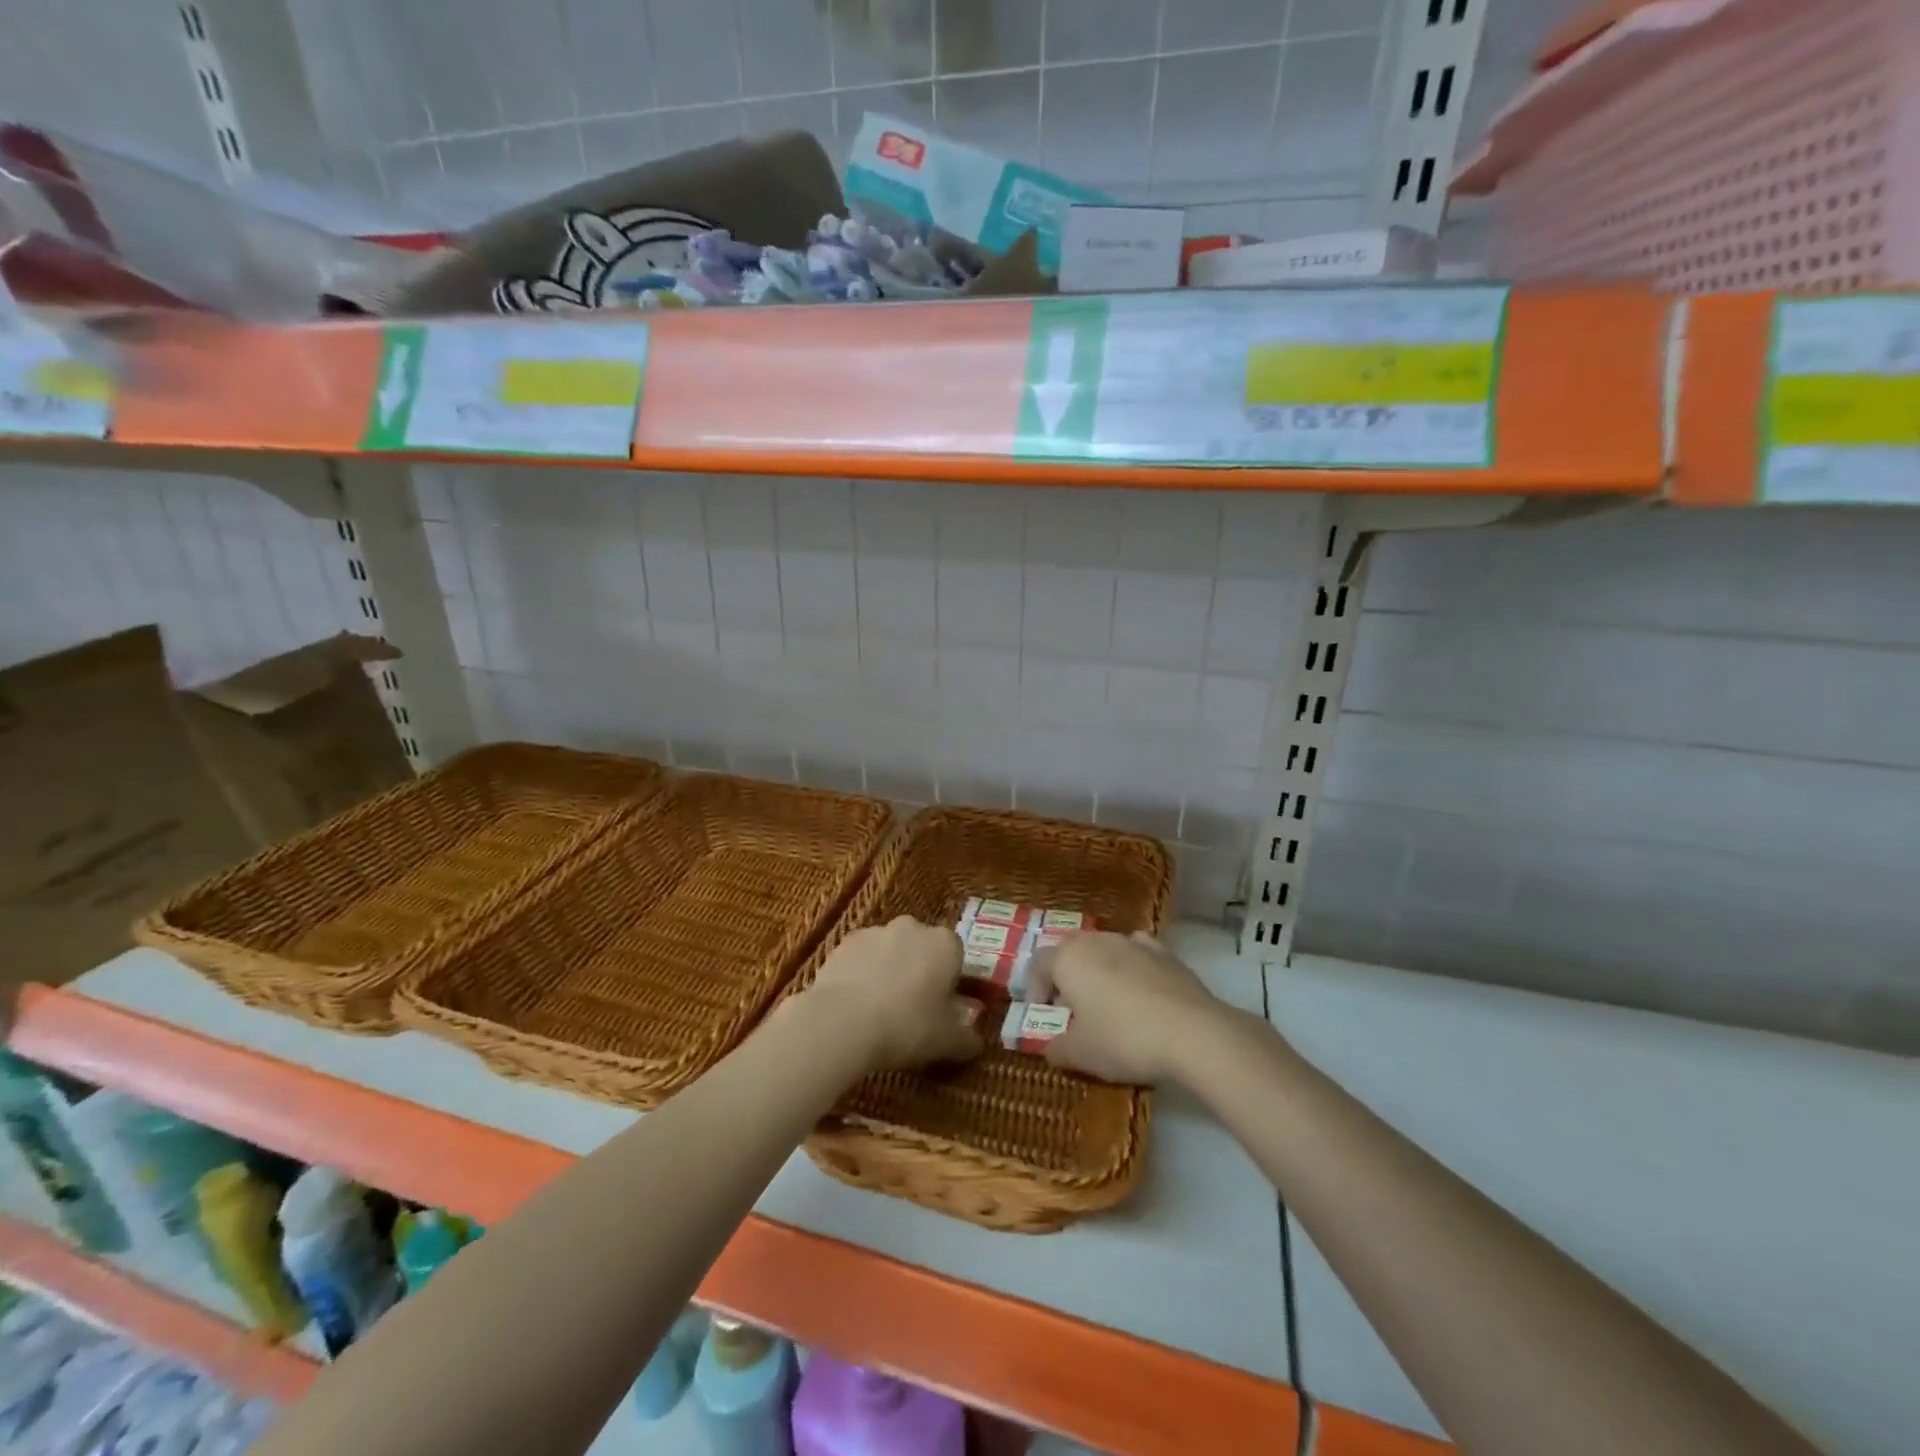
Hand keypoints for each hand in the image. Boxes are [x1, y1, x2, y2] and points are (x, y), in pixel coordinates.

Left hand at [801, 916, 983, 1072]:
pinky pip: (861, 957)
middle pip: (922, 947)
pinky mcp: (845, 942)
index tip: (942, 1007)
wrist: (843, 1021)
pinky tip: (855, 1004)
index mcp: (945, 944)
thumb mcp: (947, 1042)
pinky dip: (861, 973)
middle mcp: (913, 927)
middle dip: (919, 971)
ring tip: (879, 1010)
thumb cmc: (907, 1026)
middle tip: (913, 1009)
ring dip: (889, 970)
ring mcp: (876, 931)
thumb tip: (976, 1044)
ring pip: (890, 950)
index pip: (956, 955)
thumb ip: (967, 1040)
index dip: (950, 981)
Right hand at [1029, 931, 1229, 1084]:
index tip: (1041, 1013)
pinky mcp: (1164, 952)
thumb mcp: (1081, 1054)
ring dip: (1098, 972)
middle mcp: (1097, 940)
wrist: (1192, 1033)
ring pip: (1104, 950)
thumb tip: (1050, 1048)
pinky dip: (1131, 967)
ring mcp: (1133, 942)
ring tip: (1108, 1004)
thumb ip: (1057, 1049)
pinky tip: (1140, 991)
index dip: (1034, 988)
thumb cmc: (1124, 1039)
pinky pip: (1137, 953)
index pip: (1038, 964)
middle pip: (1071, 952)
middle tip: (1072, 1010)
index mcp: (1068, 958)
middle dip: (1066, 978)